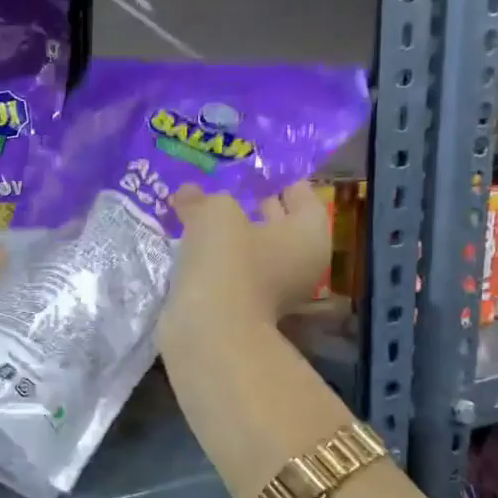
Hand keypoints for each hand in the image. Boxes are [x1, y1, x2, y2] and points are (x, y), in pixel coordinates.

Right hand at [159, 182, 330, 346]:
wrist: (209, 329)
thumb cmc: (227, 260)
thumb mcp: (214, 212)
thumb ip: (203, 197)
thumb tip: (188, 193)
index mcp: (309, 233)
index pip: (301, 194)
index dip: (277, 177)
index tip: (252, 168)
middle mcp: (300, 262)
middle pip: (279, 224)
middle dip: (252, 206)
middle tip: (222, 186)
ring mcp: (273, 289)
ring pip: (252, 250)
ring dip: (229, 235)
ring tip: (198, 213)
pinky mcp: (244, 306)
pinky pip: (232, 271)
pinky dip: (216, 259)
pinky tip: (190, 245)